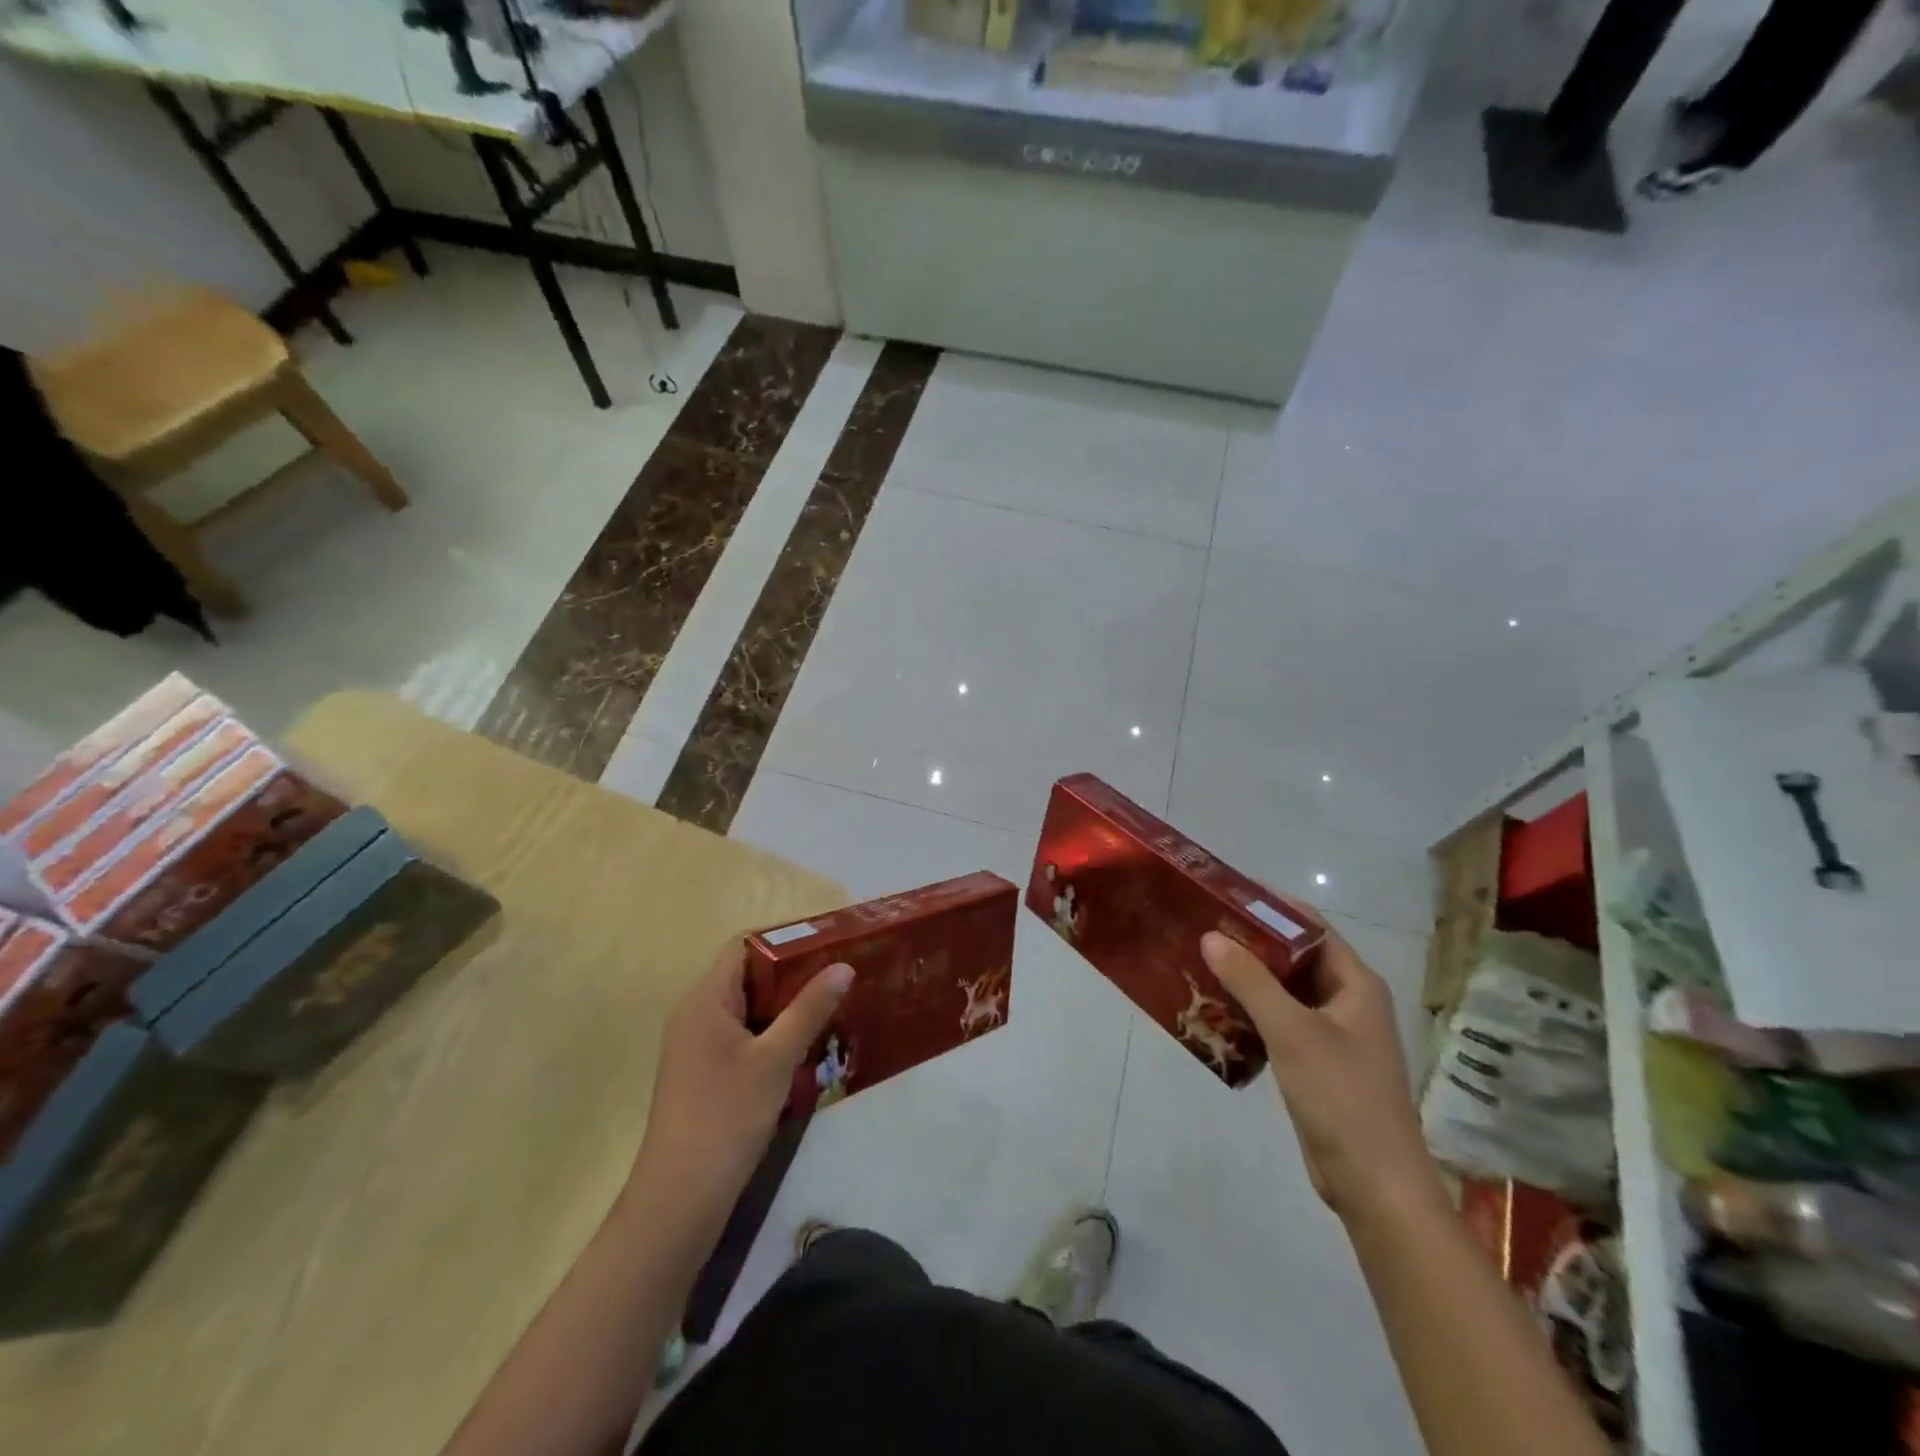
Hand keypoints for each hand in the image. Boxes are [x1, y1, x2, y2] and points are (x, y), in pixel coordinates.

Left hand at [630, 941, 851, 1217]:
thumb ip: (809, 1008)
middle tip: (839, 976)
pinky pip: (744, 1036)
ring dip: (788, 1007)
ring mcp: (698, 1046)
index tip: (829, 944)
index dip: (785, 939)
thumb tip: (843, 965)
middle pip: (749, 975)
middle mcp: (696, 1014)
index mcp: (706, 999)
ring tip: (833, 1007)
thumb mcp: (776, 1059)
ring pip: (749, 1009)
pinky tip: (808, 1047)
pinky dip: (774, 1034)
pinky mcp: (705, 1074)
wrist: (680, 1199)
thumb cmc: (726, 1117)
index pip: (744, 946)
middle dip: (794, 974)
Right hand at [1202, 930, 1444, 1227]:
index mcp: (1356, 984)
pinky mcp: (1317, 1061)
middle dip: (1253, 941)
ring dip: (1248, 976)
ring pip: (1285, 990)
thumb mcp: (1292, 1032)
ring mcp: (1333, 1033)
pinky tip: (1216, 1007)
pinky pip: (1280, 1020)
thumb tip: (1211, 936)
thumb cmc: (1341, 1097)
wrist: (1374, 1185)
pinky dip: (1251, 1009)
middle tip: (1204, 925)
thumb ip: (1251, 981)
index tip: (1227, 892)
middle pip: (1296, 956)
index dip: (1272, 906)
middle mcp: (1347, 1001)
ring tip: (1201, 959)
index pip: (1312, 926)